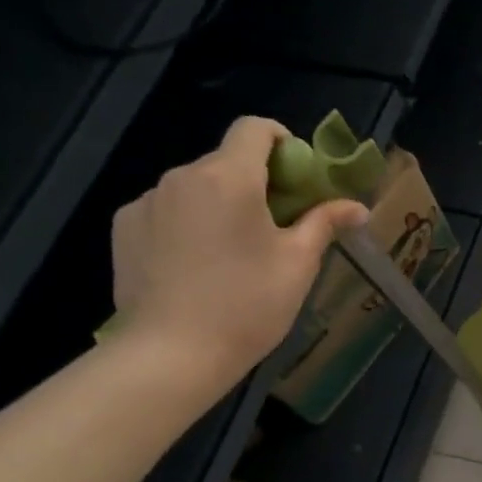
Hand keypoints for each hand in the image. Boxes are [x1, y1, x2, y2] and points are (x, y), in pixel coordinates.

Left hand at [110, 116, 367, 391]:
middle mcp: (182, 176)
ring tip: (234, 253)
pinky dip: (187, 223)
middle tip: (277, 227)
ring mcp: (147, 201)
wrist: (171, 353)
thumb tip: (356, 207)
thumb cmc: (247, 305)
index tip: (298, 178)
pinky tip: (197, 264)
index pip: (255, 128)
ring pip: (196, 187)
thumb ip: (325, 223)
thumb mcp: (298, 264)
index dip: (283, 142)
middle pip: (226, 160)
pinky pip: (167, 210)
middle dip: (256, 182)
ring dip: (221, 204)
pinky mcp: (125, 227)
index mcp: (229, 178)